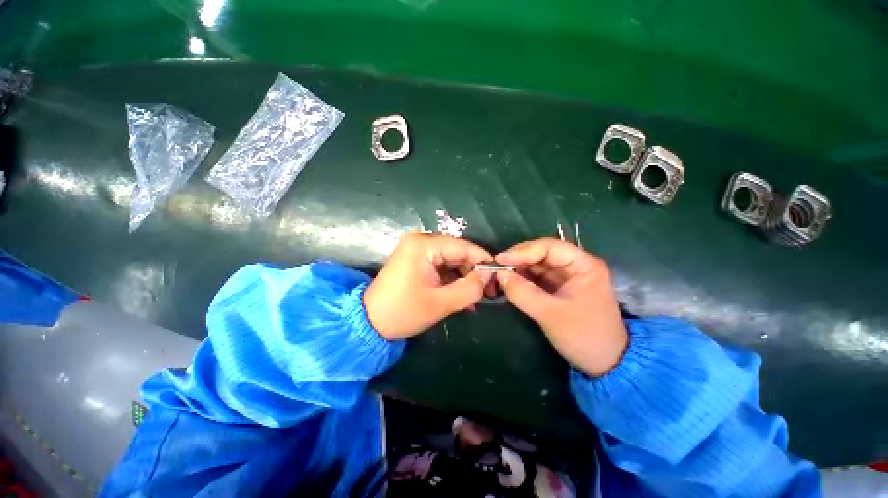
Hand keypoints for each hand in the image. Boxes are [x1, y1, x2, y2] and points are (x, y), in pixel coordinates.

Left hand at [364, 233, 492, 339]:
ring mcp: (417, 250)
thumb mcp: (440, 303)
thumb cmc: (403, 312)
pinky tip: (461, 295)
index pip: (463, 247)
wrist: (369, 322)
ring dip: (464, 278)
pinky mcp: (416, 260)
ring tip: (476, 298)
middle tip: (488, 292)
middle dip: (474, 272)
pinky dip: (452, 279)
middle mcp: (420, 240)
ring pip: (451, 260)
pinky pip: (440, 265)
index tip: (499, 277)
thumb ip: (470, 289)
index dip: (483, 261)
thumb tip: (489, 276)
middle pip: (457, 252)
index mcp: (424, 245)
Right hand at [494, 238, 627, 376]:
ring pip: (537, 266)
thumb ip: (523, 292)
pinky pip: (537, 278)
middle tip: (496, 268)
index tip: (499, 260)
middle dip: (518, 260)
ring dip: (518, 270)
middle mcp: (576, 266)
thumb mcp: (550, 314)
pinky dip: (522, 280)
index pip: (549, 247)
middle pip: (542, 254)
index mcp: (583, 265)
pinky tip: (509, 283)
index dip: (522, 251)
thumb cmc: (583, 335)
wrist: (606, 363)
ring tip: (498, 275)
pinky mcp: (560, 289)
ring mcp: (567, 277)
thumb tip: (499, 274)